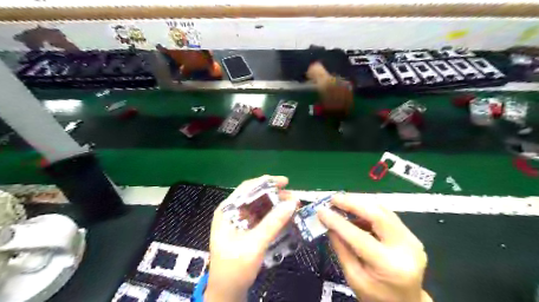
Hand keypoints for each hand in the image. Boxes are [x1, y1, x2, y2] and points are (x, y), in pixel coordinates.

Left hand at [206, 175, 298, 300]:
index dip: (266, 182)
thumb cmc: (235, 268)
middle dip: (275, 196)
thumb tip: (291, 203)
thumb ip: (273, 222)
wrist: (227, 293)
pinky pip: (262, 217)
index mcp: (227, 210)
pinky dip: (274, 216)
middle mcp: (232, 212)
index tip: (285, 182)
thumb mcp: (255, 244)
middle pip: (255, 196)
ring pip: (260, 206)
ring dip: (277, 205)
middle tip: (294, 199)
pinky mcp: (246, 230)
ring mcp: (239, 221)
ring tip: (294, 207)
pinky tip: (285, 217)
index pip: (247, 188)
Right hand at [317, 195, 432, 300]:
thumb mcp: (354, 278)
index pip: (360, 237)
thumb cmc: (376, 296)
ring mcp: (411, 239)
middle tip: (333, 199)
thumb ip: (341, 249)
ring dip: (360, 203)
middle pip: (378, 215)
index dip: (338, 222)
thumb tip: (328, 224)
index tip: (321, 211)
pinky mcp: (411, 235)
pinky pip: (387, 215)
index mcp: (389, 266)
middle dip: (352, 203)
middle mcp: (406, 248)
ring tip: (341, 201)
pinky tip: (355, 209)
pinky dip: (369, 209)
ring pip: (383, 210)